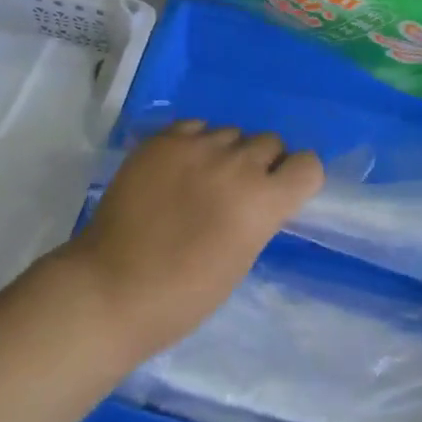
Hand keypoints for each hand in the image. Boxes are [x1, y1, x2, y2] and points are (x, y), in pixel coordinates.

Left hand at [57, 121, 323, 359]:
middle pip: (270, 142)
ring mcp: (197, 146)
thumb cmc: (183, 295)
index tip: (281, 192)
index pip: (308, 165)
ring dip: (226, 152)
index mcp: (263, 201)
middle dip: (262, 163)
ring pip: (231, 132)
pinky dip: (194, 144)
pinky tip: (177, 170)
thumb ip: (258, 215)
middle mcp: (237, 164)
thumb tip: (260, 193)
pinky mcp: (164, 139)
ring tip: (201, 179)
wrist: (112, 287)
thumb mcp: (241, 258)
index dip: (297, 177)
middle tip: (237, 190)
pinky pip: (195, 127)